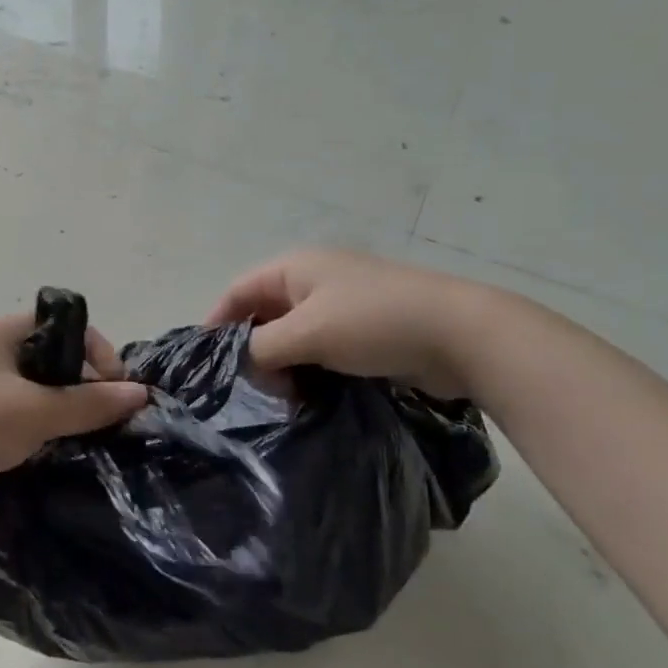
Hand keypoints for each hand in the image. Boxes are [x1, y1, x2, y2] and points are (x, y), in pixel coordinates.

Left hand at [0, 314, 149, 520]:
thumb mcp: (37, 410)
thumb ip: (89, 403)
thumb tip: (141, 394)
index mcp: (2, 333)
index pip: (64, 325)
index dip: (96, 350)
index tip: (115, 388)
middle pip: (50, 359)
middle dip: (81, 384)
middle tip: (104, 416)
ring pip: (34, 392)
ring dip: (60, 411)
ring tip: (85, 438)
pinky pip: (16, 419)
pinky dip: (37, 432)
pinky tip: (54, 453)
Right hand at [207, 249, 482, 395]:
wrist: (461, 335)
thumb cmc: (374, 322)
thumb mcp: (307, 333)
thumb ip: (263, 347)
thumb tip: (244, 365)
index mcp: (295, 268)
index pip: (239, 290)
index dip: (217, 321)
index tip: (206, 362)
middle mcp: (314, 281)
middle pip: (264, 314)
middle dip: (253, 350)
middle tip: (248, 389)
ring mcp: (342, 307)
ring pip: (293, 337)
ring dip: (282, 366)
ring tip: (279, 400)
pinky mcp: (365, 333)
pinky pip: (321, 351)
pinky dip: (309, 371)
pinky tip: (308, 398)